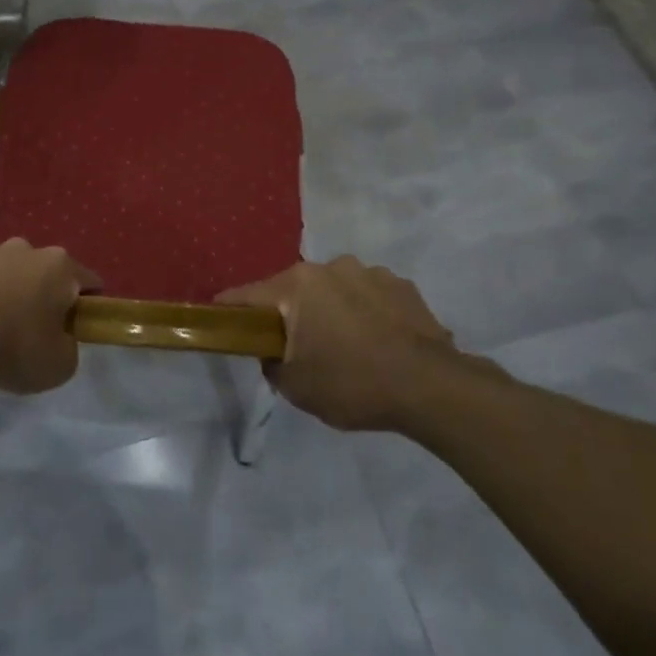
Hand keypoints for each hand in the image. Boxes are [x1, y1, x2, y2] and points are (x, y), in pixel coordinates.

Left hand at [0, 238, 98, 395]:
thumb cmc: (14, 347)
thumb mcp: (60, 365)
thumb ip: (69, 347)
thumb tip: (60, 338)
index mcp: (59, 266)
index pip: (88, 282)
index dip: (87, 306)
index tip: (76, 329)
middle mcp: (25, 248)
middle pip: (43, 271)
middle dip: (41, 294)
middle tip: (31, 330)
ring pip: (4, 269)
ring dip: (4, 288)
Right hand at [219, 257, 467, 432]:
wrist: (432, 388)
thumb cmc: (352, 383)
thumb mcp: (295, 387)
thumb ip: (271, 362)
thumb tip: (274, 350)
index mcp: (297, 285)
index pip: (246, 295)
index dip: (230, 311)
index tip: (223, 324)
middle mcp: (331, 267)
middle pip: (293, 290)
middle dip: (290, 314)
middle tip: (297, 348)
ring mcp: (371, 272)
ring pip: (334, 291)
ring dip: (331, 311)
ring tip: (347, 348)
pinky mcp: (403, 286)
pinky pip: (369, 297)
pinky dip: (365, 314)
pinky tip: (377, 344)